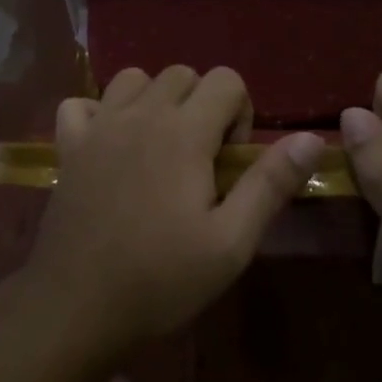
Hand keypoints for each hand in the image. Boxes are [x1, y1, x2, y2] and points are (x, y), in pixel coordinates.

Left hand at [25, 66, 325, 354]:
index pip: (226, 79)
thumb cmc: (161, 279)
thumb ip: (270, 183)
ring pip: (133, 79)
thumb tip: (312, 137)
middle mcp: (140, 114)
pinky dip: (97, 114)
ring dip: (153, 101)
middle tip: (199, 161)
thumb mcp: (231, 242)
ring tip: (158, 148)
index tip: (229, 163)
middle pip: (182, 74)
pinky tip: (107, 145)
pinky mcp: (68, 146)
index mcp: (184, 132)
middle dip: (201, 105)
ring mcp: (98, 126)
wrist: (77, 308)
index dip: (240, 114)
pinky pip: (80, 104)